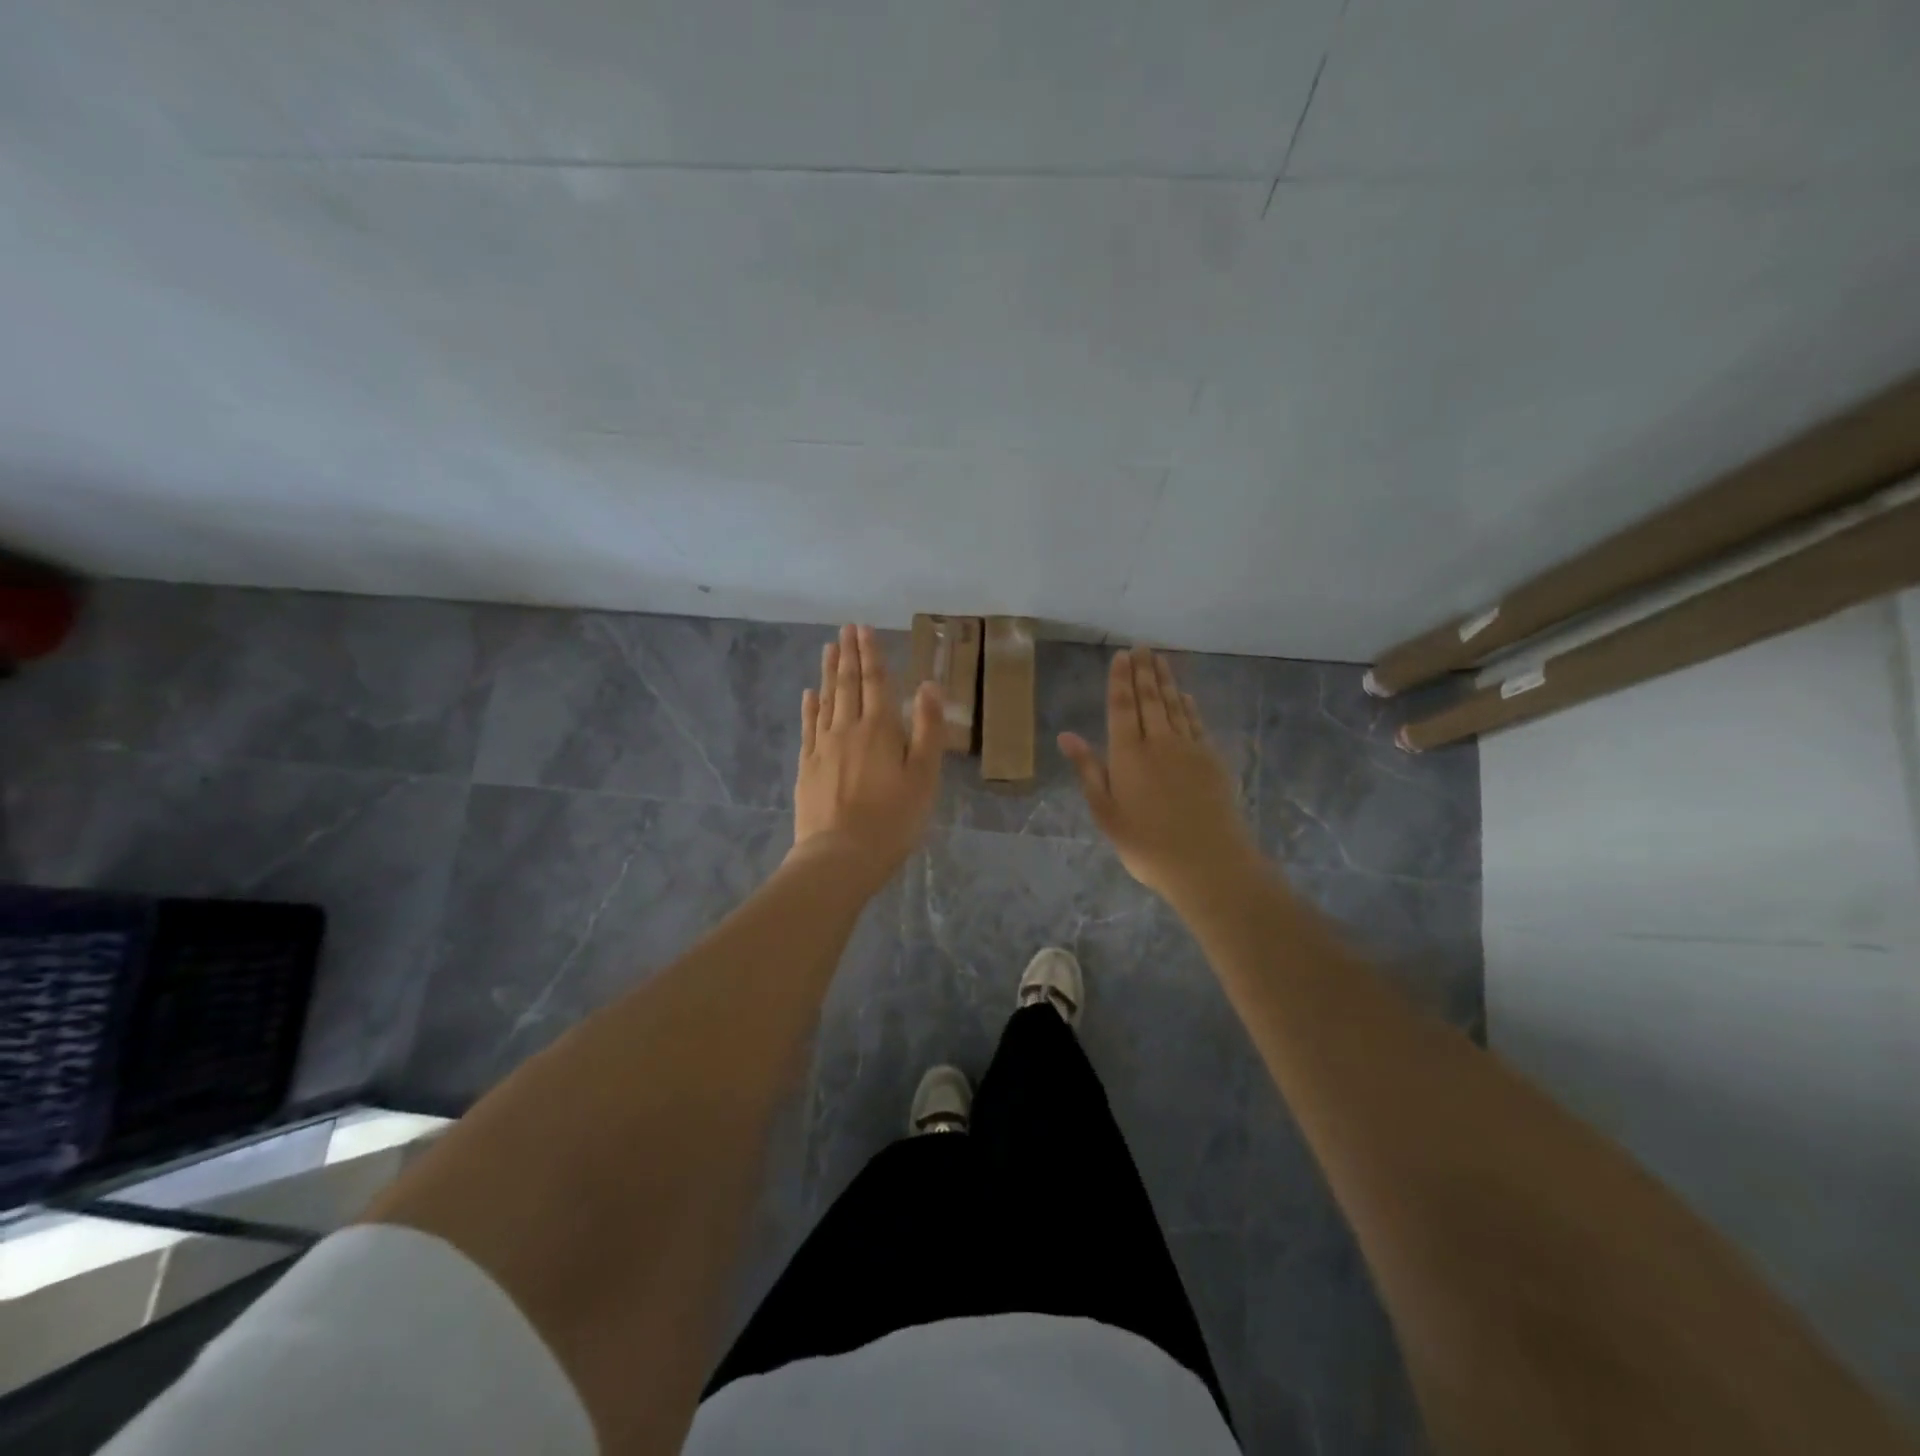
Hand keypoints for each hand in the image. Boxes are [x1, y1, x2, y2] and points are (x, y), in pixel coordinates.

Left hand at [791, 624, 944, 888]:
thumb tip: (928, 685)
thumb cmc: (893, 819)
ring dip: (829, 673)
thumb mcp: (924, 776)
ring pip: (827, 700)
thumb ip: (927, 729)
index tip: (864, 628)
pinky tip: (810, 694)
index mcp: (880, 729)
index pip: (876, 681)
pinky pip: (809, 727)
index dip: (872, 654)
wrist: (840, 855)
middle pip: (848, 685)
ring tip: (829, 649)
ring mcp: (823, 747)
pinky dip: (810, 707)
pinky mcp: (808, 767)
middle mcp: (848, 729)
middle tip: (845, 629)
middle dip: (849, 655)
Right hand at [1060, 647, 1259, 902]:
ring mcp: (1189, 749)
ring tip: (1160, 659)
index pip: (1122, 707)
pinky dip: (1189, 706)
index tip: (1122, 656)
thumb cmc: (1146, 844)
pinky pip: (1196, 723)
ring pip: (1174, 706)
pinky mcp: (1212, 761)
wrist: (1208, 862)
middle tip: (1142, 647)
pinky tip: (1185, 696)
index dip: (1120, 680)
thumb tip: (1066, 735)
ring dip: (1166, 681)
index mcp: (1128, 755)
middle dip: (1144, 672)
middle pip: (1150, 699)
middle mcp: (1159, 742)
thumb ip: (1088, 770)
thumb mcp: (1106, 812)